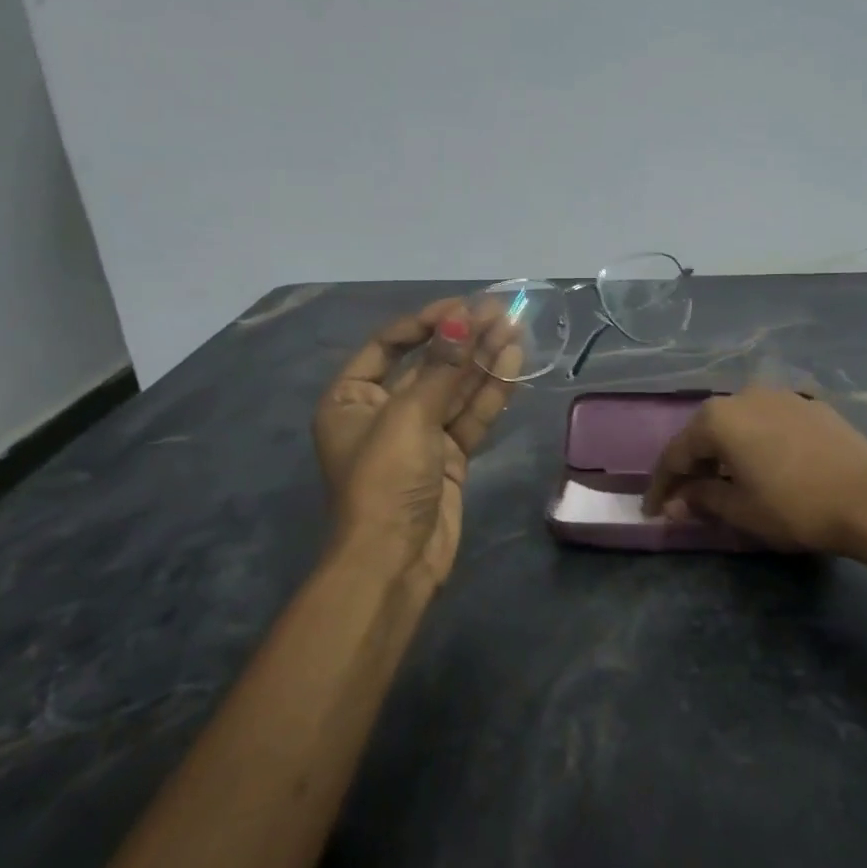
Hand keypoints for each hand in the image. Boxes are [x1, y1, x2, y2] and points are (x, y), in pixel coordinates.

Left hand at [312, 301, 518, 587]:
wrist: (395, 561)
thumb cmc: (385, 480)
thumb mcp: (409, 417)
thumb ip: (442, 368)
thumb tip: (463, 319)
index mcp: (352, 399)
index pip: (389, 345)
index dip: (427, 322)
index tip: (463, 306)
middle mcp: (384, 412)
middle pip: (429, 365)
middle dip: (464, 339)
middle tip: (501, 311)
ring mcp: (419, 436)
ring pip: (455, 389)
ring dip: (483, 360)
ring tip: (515, 328)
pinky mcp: (449, 457)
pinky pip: (470, 416)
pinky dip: (490, 392)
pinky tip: (512, 362)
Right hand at [642, 389, 866, 566]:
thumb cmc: (795, 505)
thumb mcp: (741, 510)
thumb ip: (702, 500)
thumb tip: (678, 502)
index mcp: (718, 418)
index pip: (676, 453)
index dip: (662, 485)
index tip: (652, 510)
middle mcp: (744, 395)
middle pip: (705, 432)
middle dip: (692, 465)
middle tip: (685, 497)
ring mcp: (780, 395)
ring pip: (738, 424)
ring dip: (724, 452)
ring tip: (723, 481)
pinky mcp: (809, 403)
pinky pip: (767, 422)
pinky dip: (755, 443)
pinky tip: (761, 464)